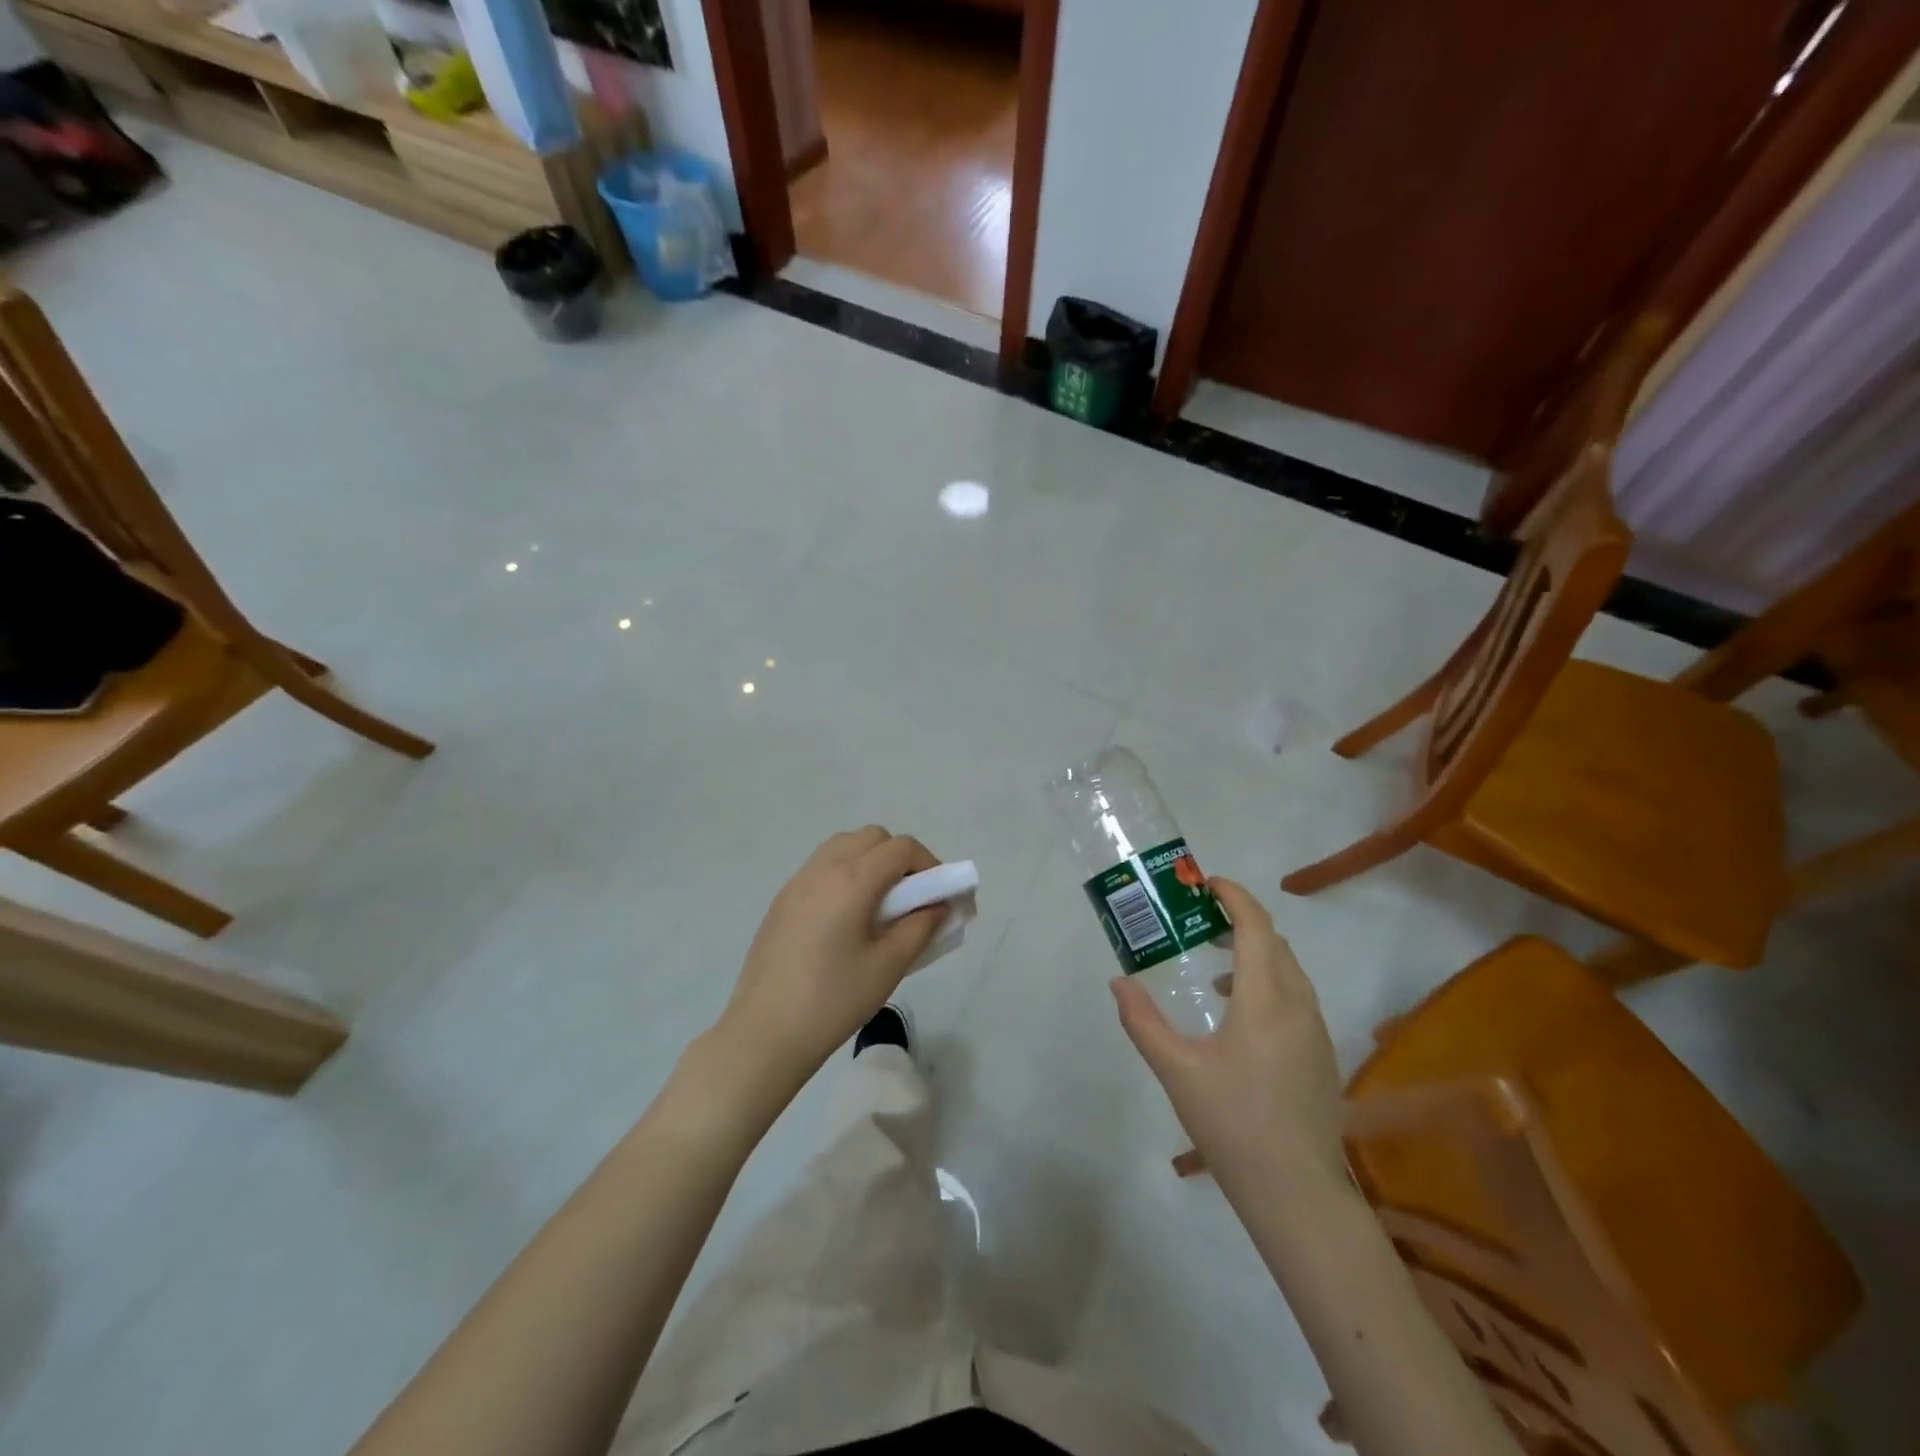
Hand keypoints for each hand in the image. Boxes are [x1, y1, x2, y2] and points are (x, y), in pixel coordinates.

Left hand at [713, 828, 945, 1096]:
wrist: (765, 1032)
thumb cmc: (833, 1000)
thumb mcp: (888, 967)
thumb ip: (920, 928)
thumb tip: (938, 905)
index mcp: (851, 880)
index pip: (901, 848)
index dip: (929, 863)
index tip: (939, 894)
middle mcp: (823, 869)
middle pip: (872, 838)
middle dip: (900, 858)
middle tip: (912, 897)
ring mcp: (797, 882)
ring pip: (843, 846)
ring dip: (870, 861)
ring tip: (880, 905)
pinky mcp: (782, 900)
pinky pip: (822, 867)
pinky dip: (845, 873)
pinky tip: (848, 917)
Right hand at [1111, 877, 1344, 1189]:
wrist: (1296, 1193)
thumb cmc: (1232, 1124)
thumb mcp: (1176, 1071)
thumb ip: (1143, 1021)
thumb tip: (1118, 982)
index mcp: (1265, 1000)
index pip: (1256, 926)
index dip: (1234, 897)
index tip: (1205, 885)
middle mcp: (1298, 1005)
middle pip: (1275, 942)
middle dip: (1241, 920)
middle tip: (1201, 920)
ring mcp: (1316, 1031)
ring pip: (1289, 969)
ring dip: (1256, 952)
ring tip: (1215, 967)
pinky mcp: (1322, 1055)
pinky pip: (1297, 996)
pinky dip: (1269, 981)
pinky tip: (1239, 1015)